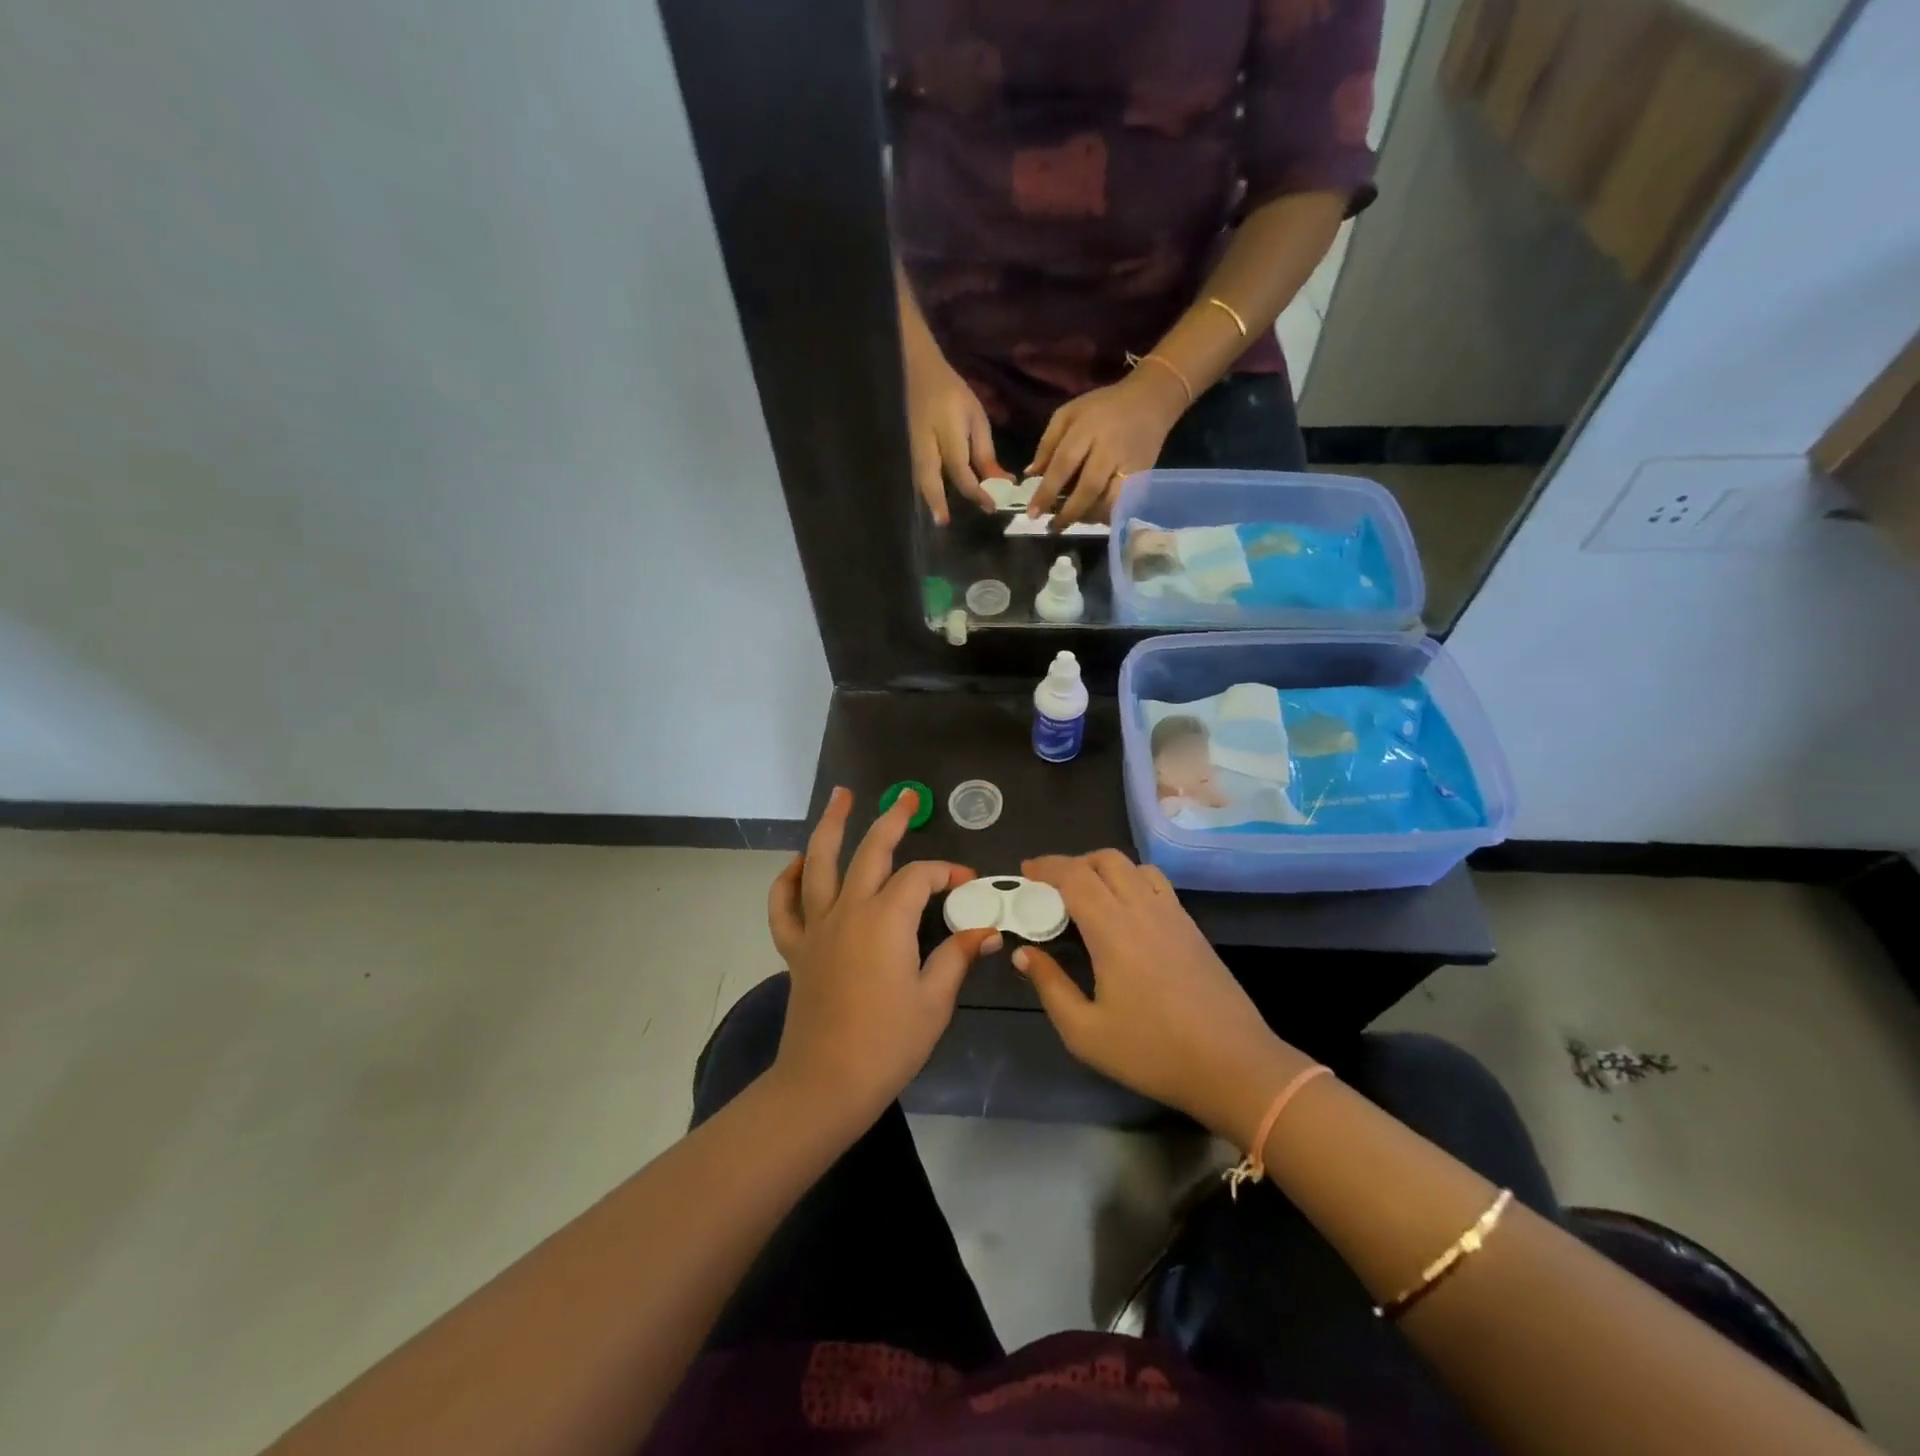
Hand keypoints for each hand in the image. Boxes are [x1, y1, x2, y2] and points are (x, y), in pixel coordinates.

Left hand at [765, 787, 997, 1123]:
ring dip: (831, 826)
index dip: (948, 872)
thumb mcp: (935, 1000)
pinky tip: (797, 864)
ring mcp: (817, 927)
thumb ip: (958, 956)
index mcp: (887, 919)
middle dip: (892, 820)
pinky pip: (784, 906)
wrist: (826, 1083)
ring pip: (818, 863)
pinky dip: (787, 880)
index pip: (921, 877)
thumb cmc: (888, 1043)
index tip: (968, 882)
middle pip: (871, 851)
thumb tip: (988, 931)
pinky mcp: (796, 948)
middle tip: (907, 797)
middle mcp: (849, 910)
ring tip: (842, 796)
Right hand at [906, 349, 1004, 525]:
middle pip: (929, 478)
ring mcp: (912, 448)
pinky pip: (916, 475)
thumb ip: (985, 453)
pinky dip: (925, 490)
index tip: (991, 507)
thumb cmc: (953, 395)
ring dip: (929, 499)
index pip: (962, 470)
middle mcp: (926, 443)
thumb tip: (1001, 483)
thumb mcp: (976, 419)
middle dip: (936, 502)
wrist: (919, 373)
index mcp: (948, 432)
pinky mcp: (908, 451)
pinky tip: (933, 502)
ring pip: (919, 479)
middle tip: (944, 523)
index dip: (977, 491)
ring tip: (939, 517)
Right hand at [1012, 850, 1308, 1148]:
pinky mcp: (1192, 927)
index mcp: (1112, 929)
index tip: (1026, 872)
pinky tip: (1125, 912)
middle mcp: (1143, 908)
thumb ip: (1050, 986)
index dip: (1046, 867)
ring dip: (1104, 868)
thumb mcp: (1085, 1032)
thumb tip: (1024, 954)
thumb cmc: (1153, 1052)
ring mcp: (1173, 914)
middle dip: (1073, 863)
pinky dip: (1131, 880)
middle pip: (1105, 860)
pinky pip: (1156, 884)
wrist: (1234, 1066)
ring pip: (1134, 866)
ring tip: (1087, 894)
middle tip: (1051, 886)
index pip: (1074, 876)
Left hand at [1025, 367, 1185, 529]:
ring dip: (1088, 516)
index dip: (1047, 492)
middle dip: (1068, 512)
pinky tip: (1094, 516)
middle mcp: (1110, 448)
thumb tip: (1031, 474)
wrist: (1151, 400)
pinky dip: (1107, 514)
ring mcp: (1130, 464)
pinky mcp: (1144, 476)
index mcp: (1087, 429)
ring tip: (1072, 521)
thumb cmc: (1102, 408)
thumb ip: (1048, 443)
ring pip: (1110, 500)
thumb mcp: (1069, 414)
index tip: (1033, 514)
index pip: (1063, 464)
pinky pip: (1124, 502)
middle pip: (1088, 487)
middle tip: (1052, 528)